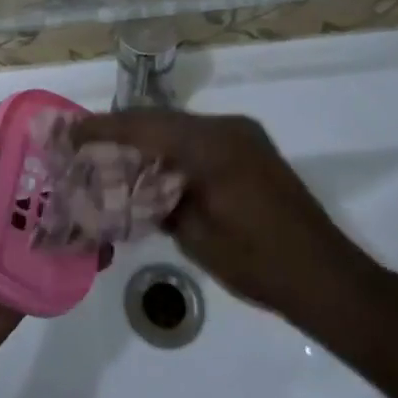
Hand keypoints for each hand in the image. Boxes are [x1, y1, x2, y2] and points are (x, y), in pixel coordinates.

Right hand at [72, 111, 384, 336]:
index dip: (102, 127)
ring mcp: (243, 135)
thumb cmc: (258, 262)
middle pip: (160, 120)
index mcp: (210, 144)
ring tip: (111, 156)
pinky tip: (154, 168)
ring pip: (179, 127)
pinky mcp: (251, 150)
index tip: (69, 132)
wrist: (328, 278)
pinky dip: (172, 148)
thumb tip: (134, 186)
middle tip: (85, 144)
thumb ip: (160, 200)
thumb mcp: (195, 235)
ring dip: (147, 139)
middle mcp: (226, 127)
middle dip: (121, 130)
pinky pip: (199, 139)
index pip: (143, 125)